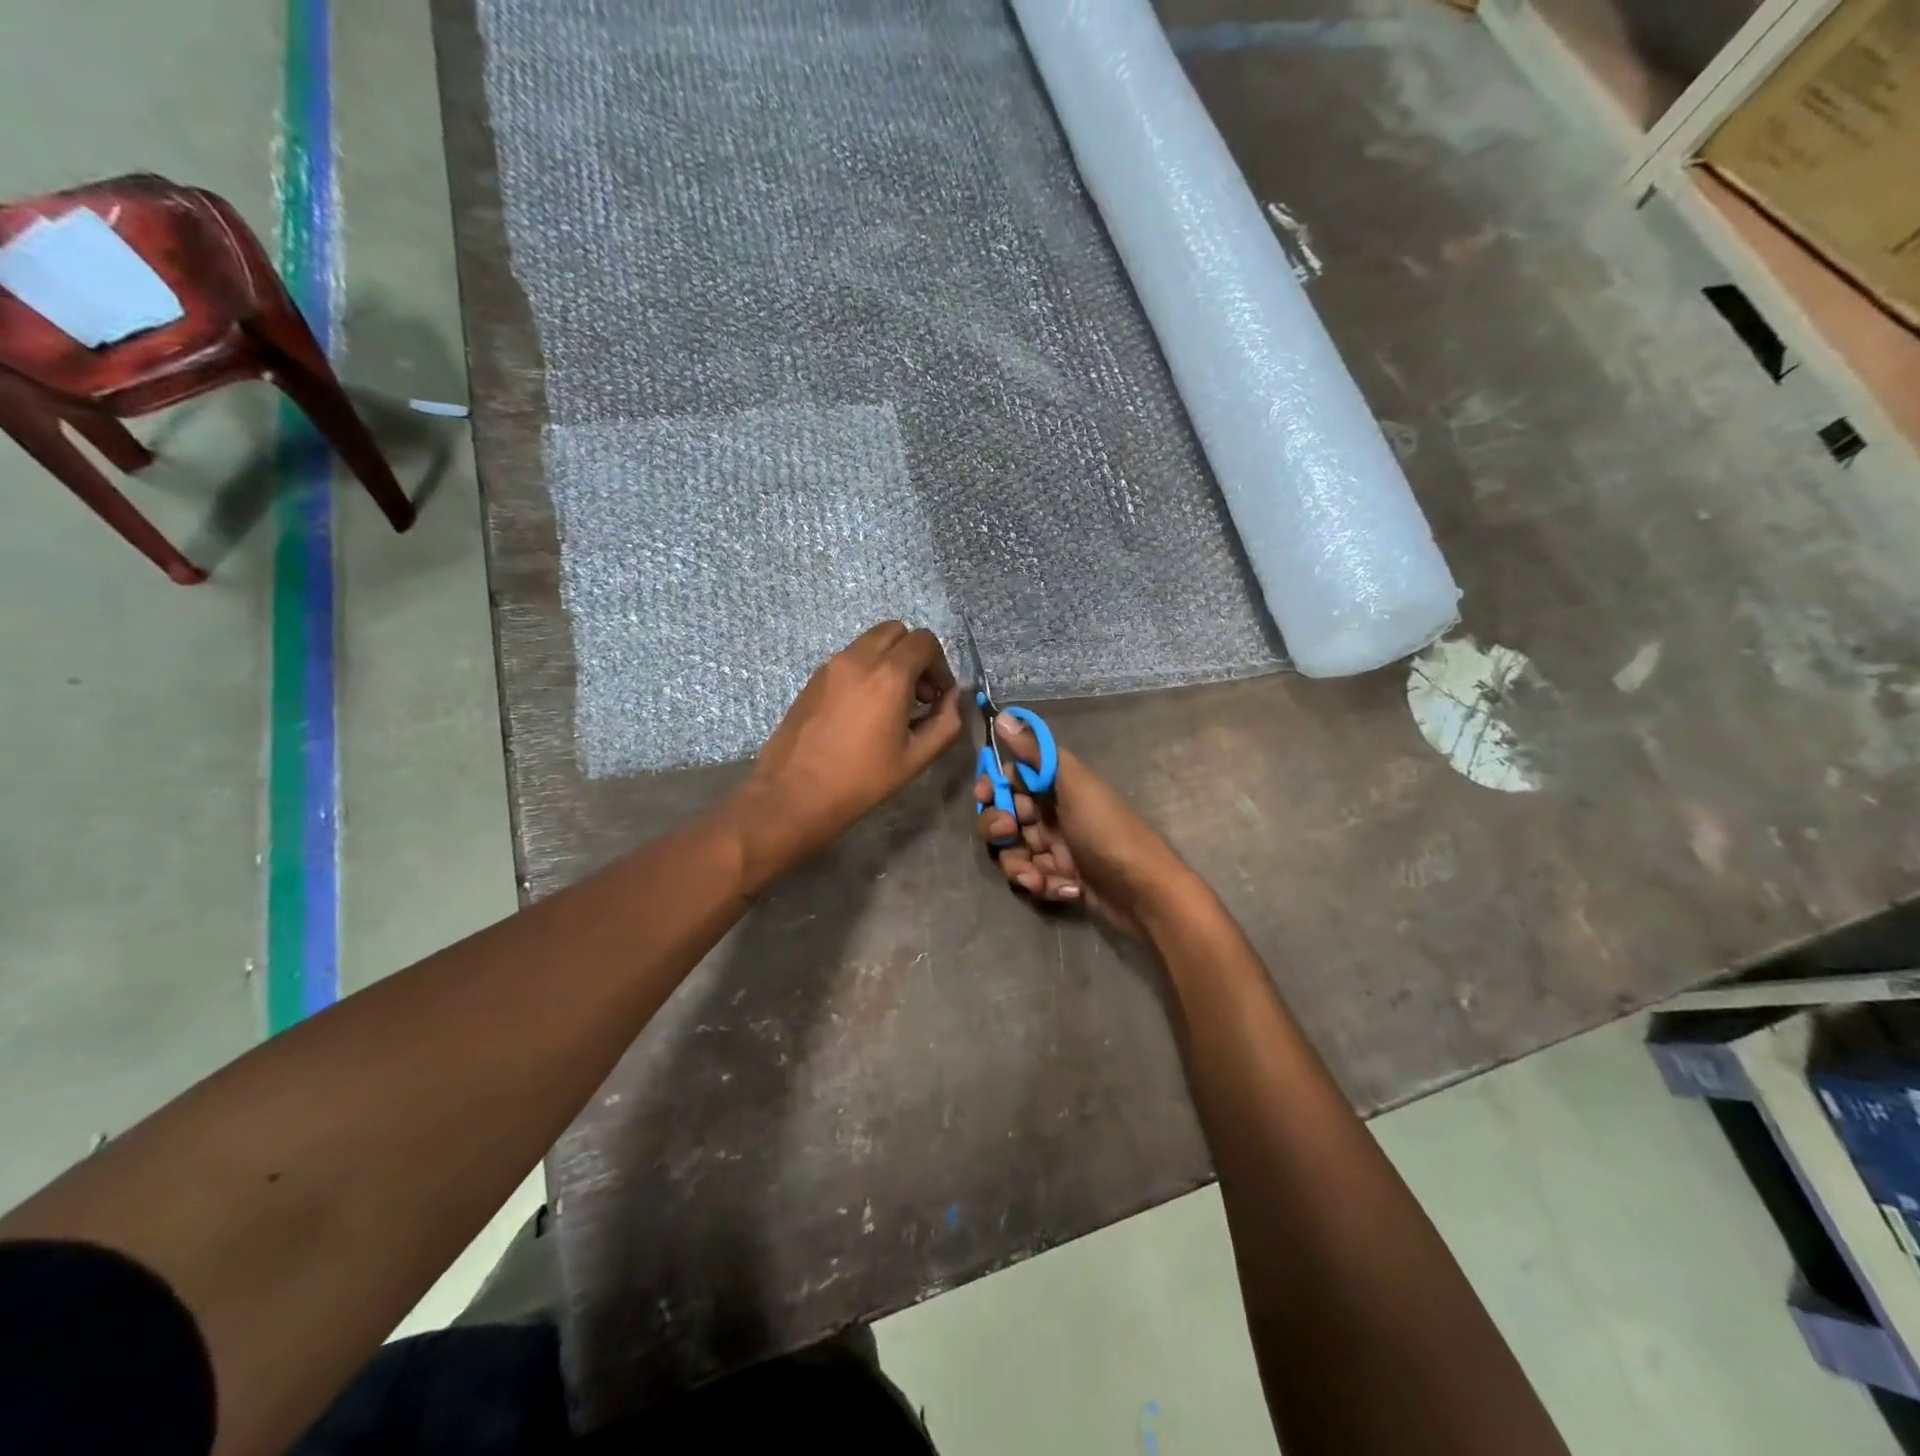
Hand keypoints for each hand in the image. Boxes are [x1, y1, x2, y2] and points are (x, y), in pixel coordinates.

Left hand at [737, 621, 960, 885]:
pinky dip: (866, 670)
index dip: (940, 666)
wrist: (795, 794)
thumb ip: (945, 722)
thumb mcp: (917, 758)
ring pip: (870, 642)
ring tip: (890, 704)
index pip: (925, 642)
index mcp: (889, 675)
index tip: (938, 696)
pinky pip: (849, 658)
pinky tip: (864, 711)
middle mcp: (859, 659)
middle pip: (896, 631)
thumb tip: (952, 699)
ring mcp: (831, 666)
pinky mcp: (813, 678)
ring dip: (889, 661)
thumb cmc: (861, 780)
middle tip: (917, 694)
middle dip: (914, 656)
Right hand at [975, 715, 1194, 935]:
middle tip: (1010, 834)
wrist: (1144, 891)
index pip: (1011, 779)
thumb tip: (1004, 715)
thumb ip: (1036, 753)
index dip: (992, 786)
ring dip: (1019, 866)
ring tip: (1037, 877)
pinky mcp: (1061, 879)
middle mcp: (1053, 814)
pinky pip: (1034, 879)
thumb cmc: (1108, 831)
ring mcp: (1057, 849)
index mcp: (1057, 786)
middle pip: (1004, 817)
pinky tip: (1065, 889)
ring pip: (1014, 853)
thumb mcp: (1074, 785)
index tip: (984, 795)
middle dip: (998, 829)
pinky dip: (1044, 885)